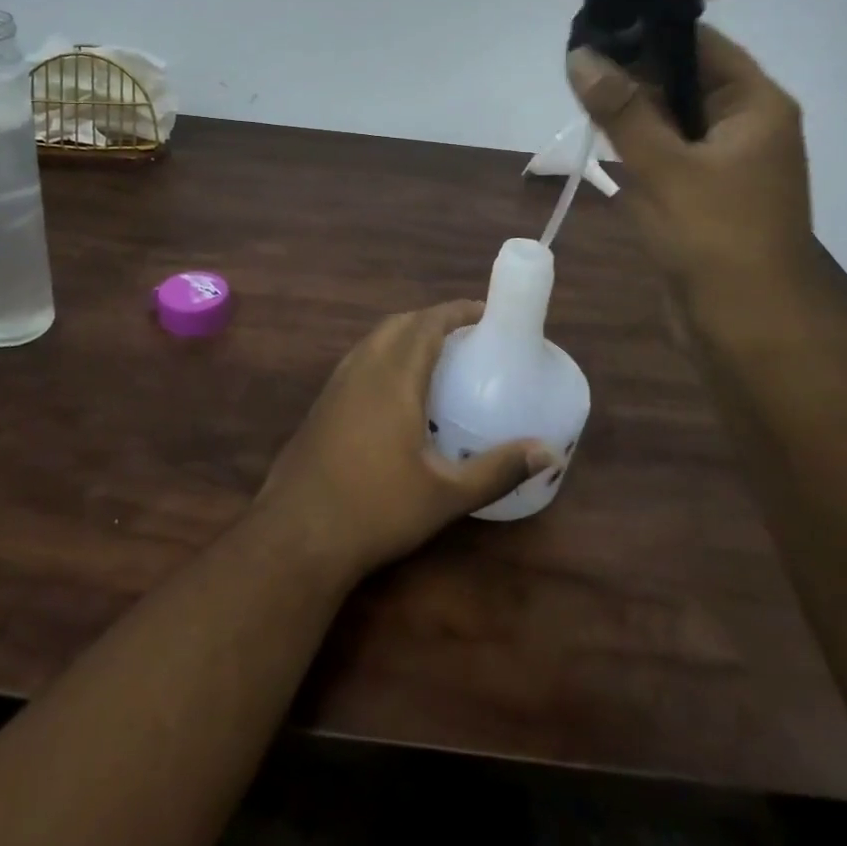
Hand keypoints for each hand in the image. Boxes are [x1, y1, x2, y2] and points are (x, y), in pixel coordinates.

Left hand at [256, 301, 552, 581]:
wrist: (297, 534)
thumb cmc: (377, 509)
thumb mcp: (446, 495)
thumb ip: (498, 469)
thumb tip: (550, 453)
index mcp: (394, 376)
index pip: (428, 323)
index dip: (457, 311)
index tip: (486, 313)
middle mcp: (363, 367)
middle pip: (400, 323)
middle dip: (434, 320)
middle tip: (467, 336)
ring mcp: (336, 384)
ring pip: (375, 339)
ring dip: (406, 334)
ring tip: (437, 356)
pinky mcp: (322, 403)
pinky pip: (360, 359)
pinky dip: (385, 354)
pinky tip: (397, 391)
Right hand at [567, 26, 817, 343]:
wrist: (746, 328)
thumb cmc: (714, 237)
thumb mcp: (662, 166)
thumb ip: (621, 109)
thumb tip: (581, 55)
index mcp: (756, 106)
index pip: (701, 45)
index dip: (650, 32)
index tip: (597, 26)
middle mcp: (746, 126)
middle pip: (685, 80)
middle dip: (633, 72)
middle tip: (576, 63)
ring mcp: (727, 163)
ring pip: (673, 119)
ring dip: (633, 110)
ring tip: (579, 93)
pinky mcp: (706, 194)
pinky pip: (669, 153)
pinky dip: (639, 145)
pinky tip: (602, 138)